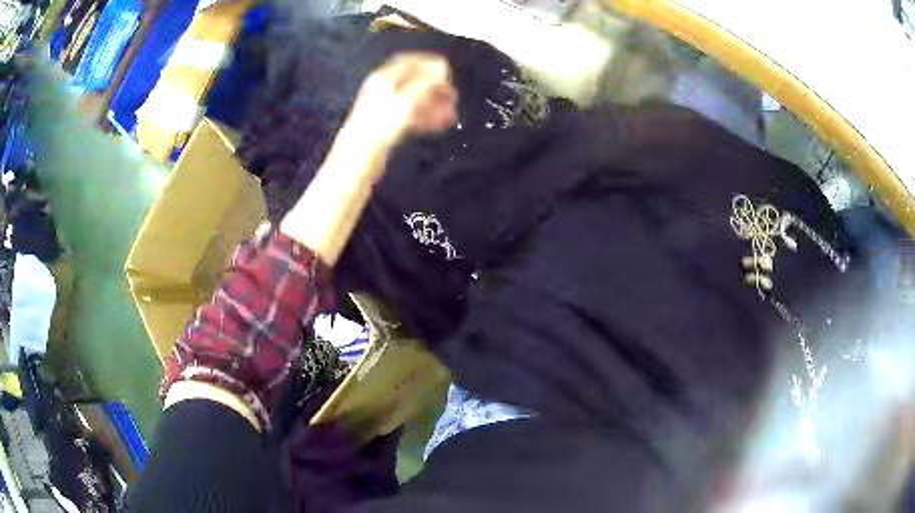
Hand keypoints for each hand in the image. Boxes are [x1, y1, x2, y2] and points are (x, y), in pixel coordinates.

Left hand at [344, 53, 457, 149]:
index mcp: (385, 78)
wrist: (358, 160)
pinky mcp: (386, 125)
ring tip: (450, 115)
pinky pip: (410, 115)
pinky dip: (426, 117)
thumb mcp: (407, 100)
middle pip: (414, 81)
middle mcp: (383, 89)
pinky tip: (438, 124)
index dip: (432, 65)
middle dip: (436, 88)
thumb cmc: (380, 128)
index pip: (411, 62)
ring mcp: (384, 108)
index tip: (449, 75)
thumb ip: (426, 82)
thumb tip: (442, 68)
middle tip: (453, 98)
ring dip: (434, 104)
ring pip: (414, 99)